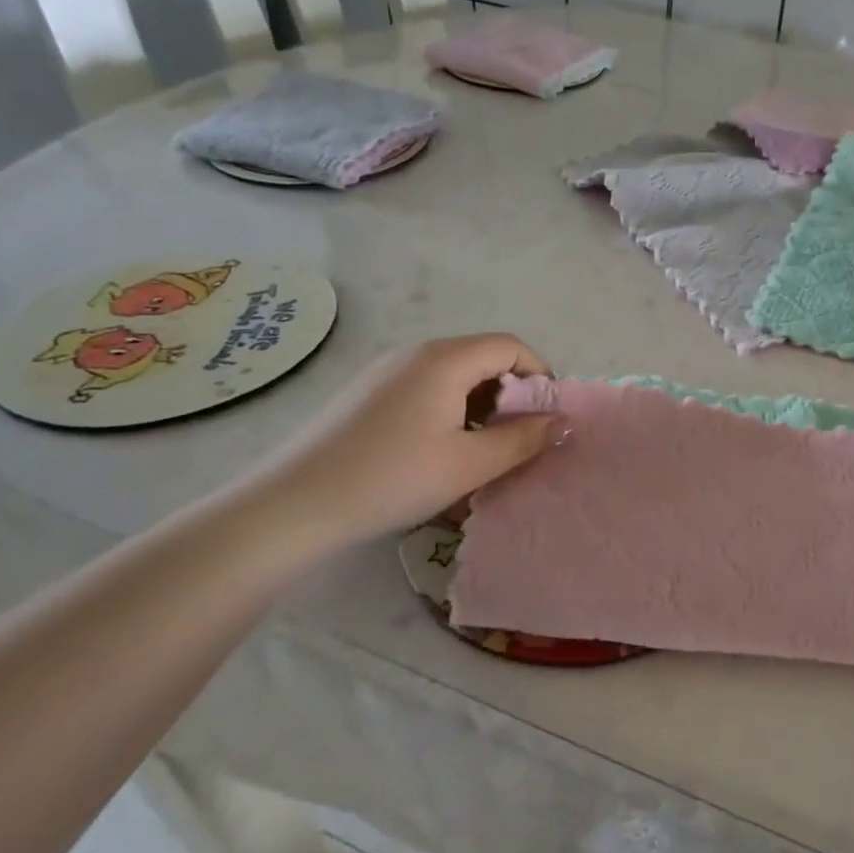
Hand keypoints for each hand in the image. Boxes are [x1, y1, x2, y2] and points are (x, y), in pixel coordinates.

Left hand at [243, 334, 562, 551]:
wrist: (291, 506)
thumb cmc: (392, 479)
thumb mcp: (469, 464)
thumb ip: (523, 439)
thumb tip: (562, 421)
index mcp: (445, 360)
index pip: (510, 347)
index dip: (538, 376)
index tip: (543, 418)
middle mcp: (415, 352)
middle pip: (481, 357)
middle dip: (509, 395)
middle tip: (512, 440)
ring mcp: (384, 370)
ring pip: (452, 375)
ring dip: (478, 405)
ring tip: (474, 451)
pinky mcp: (364, 392)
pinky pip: (423, 387)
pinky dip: (447, 409)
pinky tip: (433, 451)